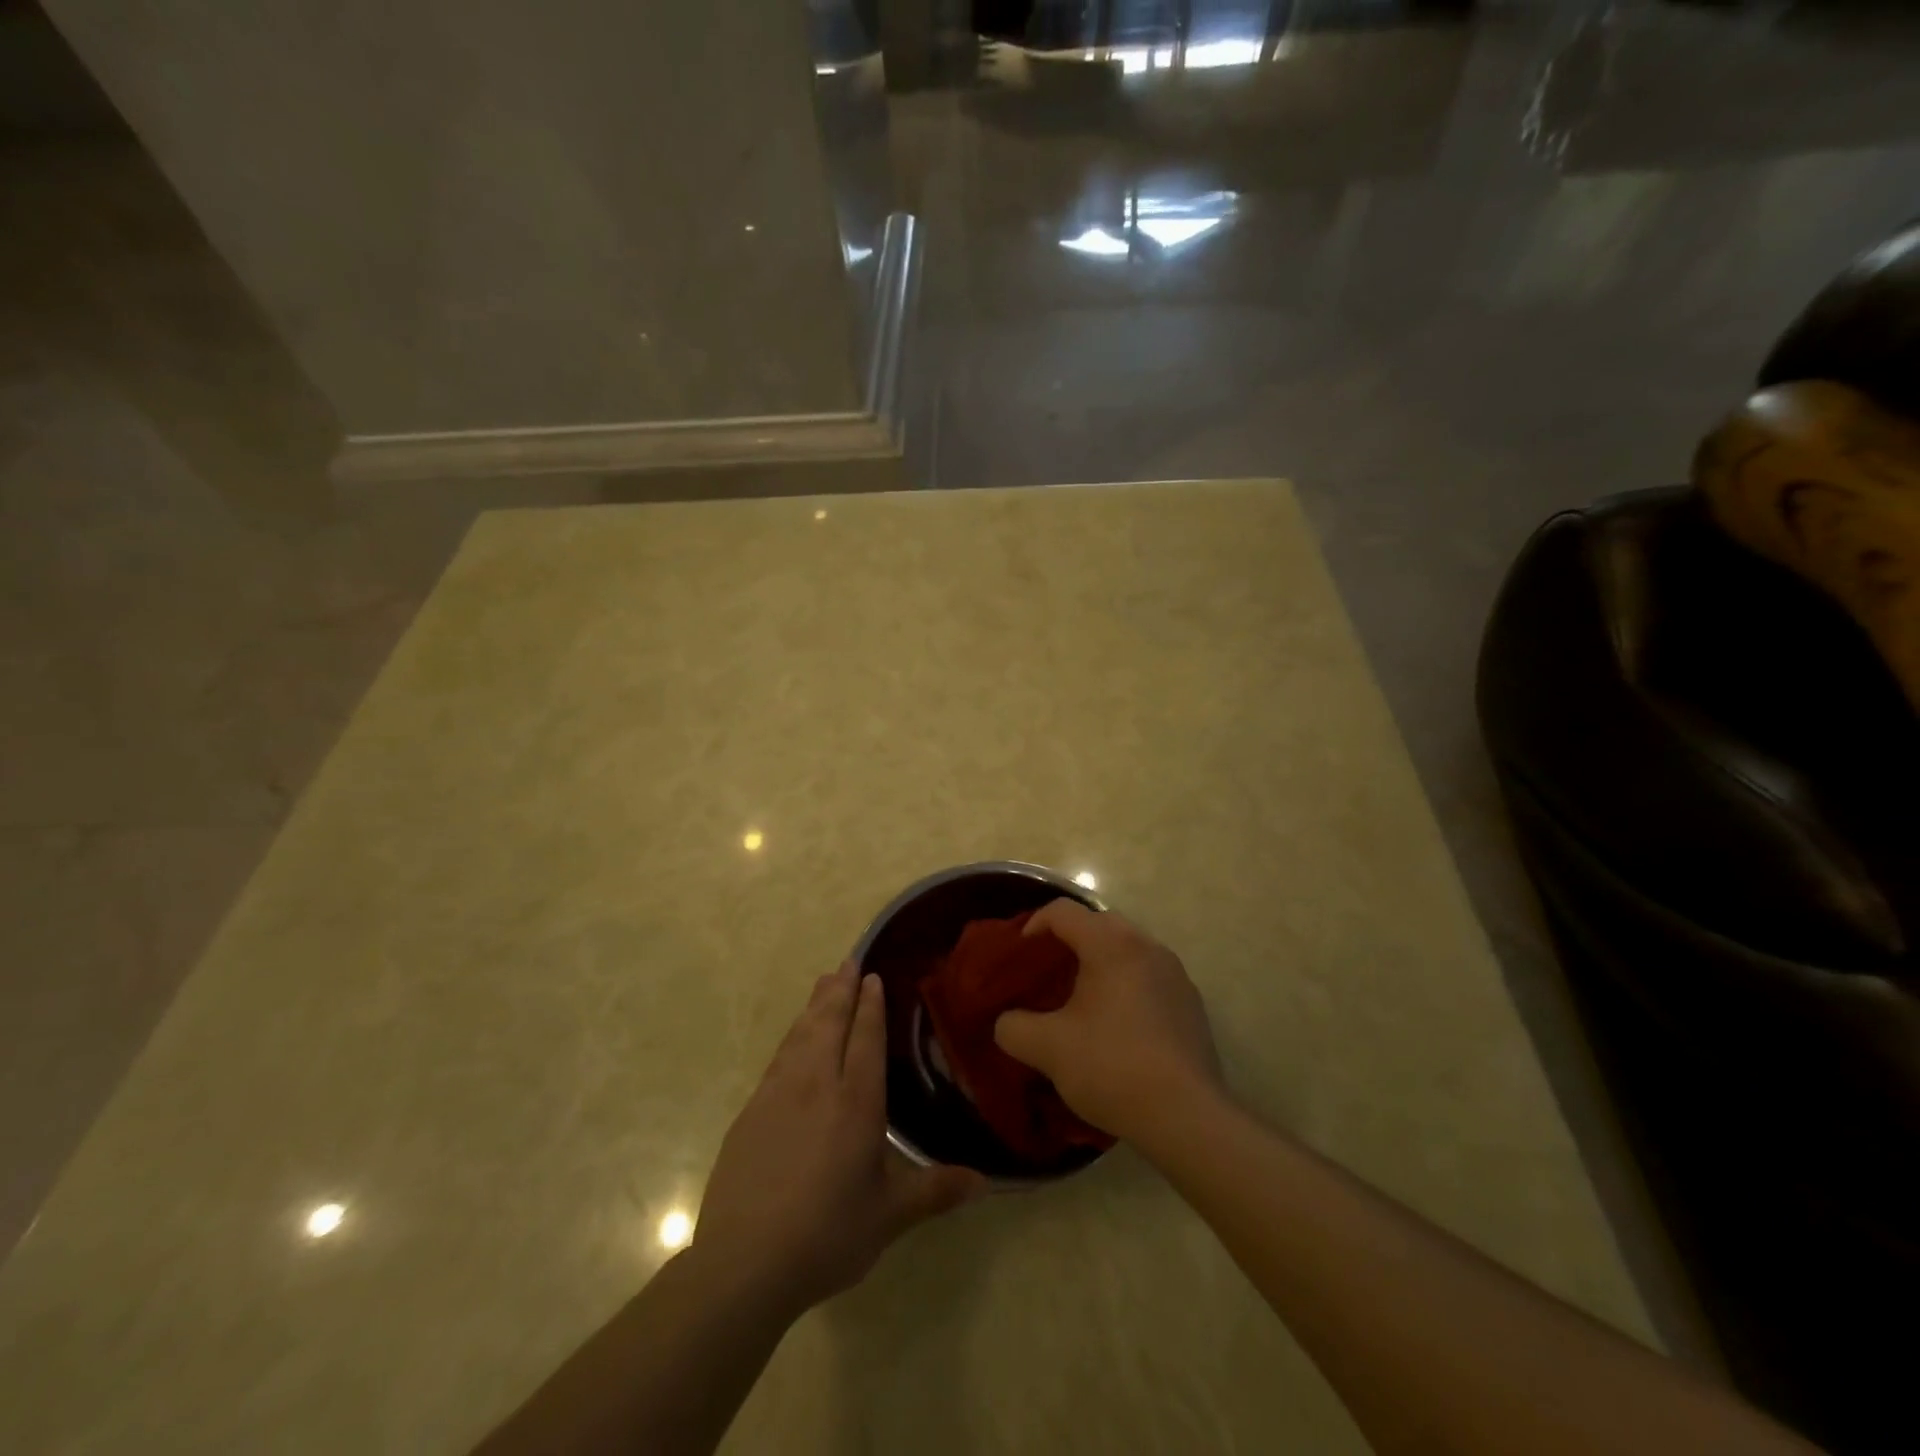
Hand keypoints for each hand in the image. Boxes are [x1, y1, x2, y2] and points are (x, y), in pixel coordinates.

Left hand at [693, 962, 984, 1315]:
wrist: (744, 1263)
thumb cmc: (827, 1234)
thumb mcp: (890, 1216)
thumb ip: (935, 1191)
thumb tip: (986, 1180)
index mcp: (856, 1102)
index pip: (866, 1039)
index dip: (871, 1005)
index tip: (873, 976)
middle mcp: (817, 1085)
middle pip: (830, 1023)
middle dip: (841, 990)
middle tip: (849, 961)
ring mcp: (778, 1095)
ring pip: (801, 1035)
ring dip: (816, 1005)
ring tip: (824, 982)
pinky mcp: (751, 1112)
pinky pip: (778, 1058)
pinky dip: (792, 1036)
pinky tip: (794, 1038)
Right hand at [993, 901, 1222, 1145]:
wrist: (1187, 1118)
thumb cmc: (1112, 1067)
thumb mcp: (1047, 1049)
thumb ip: (1013, 1027)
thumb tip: (1007, 1022)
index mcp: (1111, 944)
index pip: (1062, 911)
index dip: (1033, 926)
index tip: (1019, 958)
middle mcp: (1147, 946)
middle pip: (1097, 924)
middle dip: (1067, 942)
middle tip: (1046, 975)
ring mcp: (1175, 973)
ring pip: (1126, 950)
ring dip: (1099, 964)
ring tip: (1079, 1001)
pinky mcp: (1190, 1002)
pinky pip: (1148, 976)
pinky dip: (1125, 985)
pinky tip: (1116, 1026)